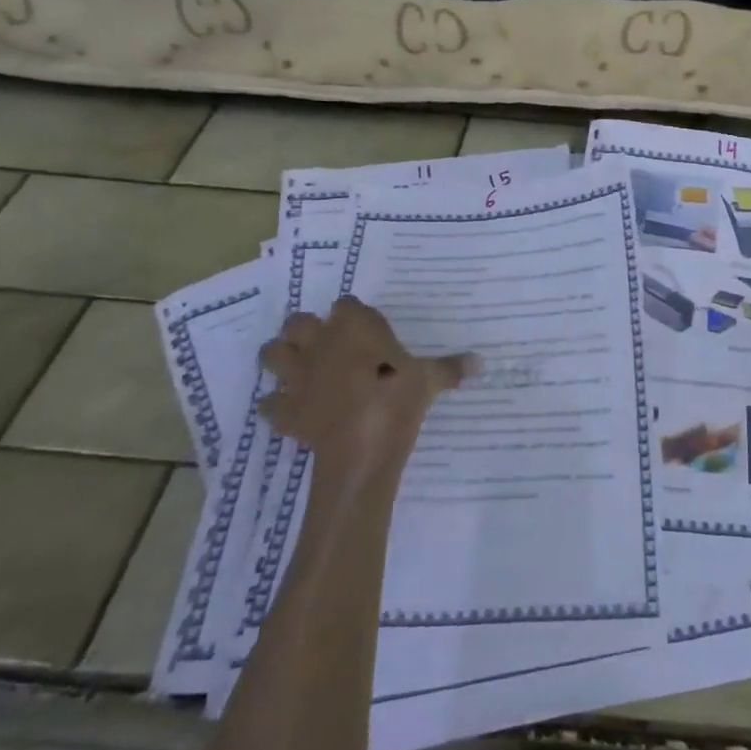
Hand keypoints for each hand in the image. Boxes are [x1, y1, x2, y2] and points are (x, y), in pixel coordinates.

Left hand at [258, 298, 474, 481]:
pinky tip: (293, 410)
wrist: (363, 445)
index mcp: (354, 326)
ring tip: (300, 369)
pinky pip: (269, 403)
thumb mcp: (430, 379)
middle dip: (306, 330)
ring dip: (281, 359)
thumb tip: (481, 362)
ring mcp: (298, 376)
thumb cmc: (398, 398)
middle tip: (326, 344)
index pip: (346, 304)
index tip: (365, 327)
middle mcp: (320, 343)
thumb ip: (451, 367)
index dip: (353, 314)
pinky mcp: (286, 410)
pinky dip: (277, 405)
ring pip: (271, 354)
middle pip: (297, 322)